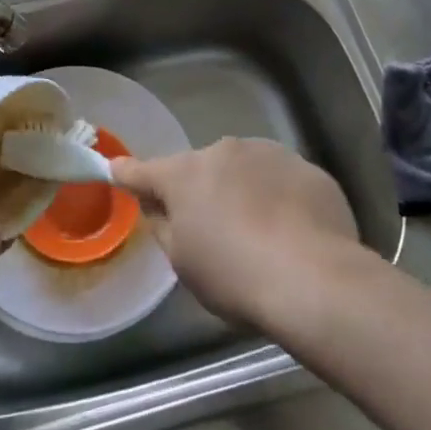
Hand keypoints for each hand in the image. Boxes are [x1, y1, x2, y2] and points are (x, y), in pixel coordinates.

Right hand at [111, 138, 361, 330]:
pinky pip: (283, 181)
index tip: (116, 169)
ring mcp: (269, 153)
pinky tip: (294, 232)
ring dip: (244, 190)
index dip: (128, 174)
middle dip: (203, 190)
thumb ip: (165, 226)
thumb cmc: (234, 276)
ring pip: (245, 170)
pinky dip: (281, 199)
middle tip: (215, 230)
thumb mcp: (183, 263)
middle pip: (202, 169)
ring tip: (262, 234)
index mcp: (184, 174)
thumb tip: (159, 207)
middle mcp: (223, 150)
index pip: (144, 171)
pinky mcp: (307, 168)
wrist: (314, 279)